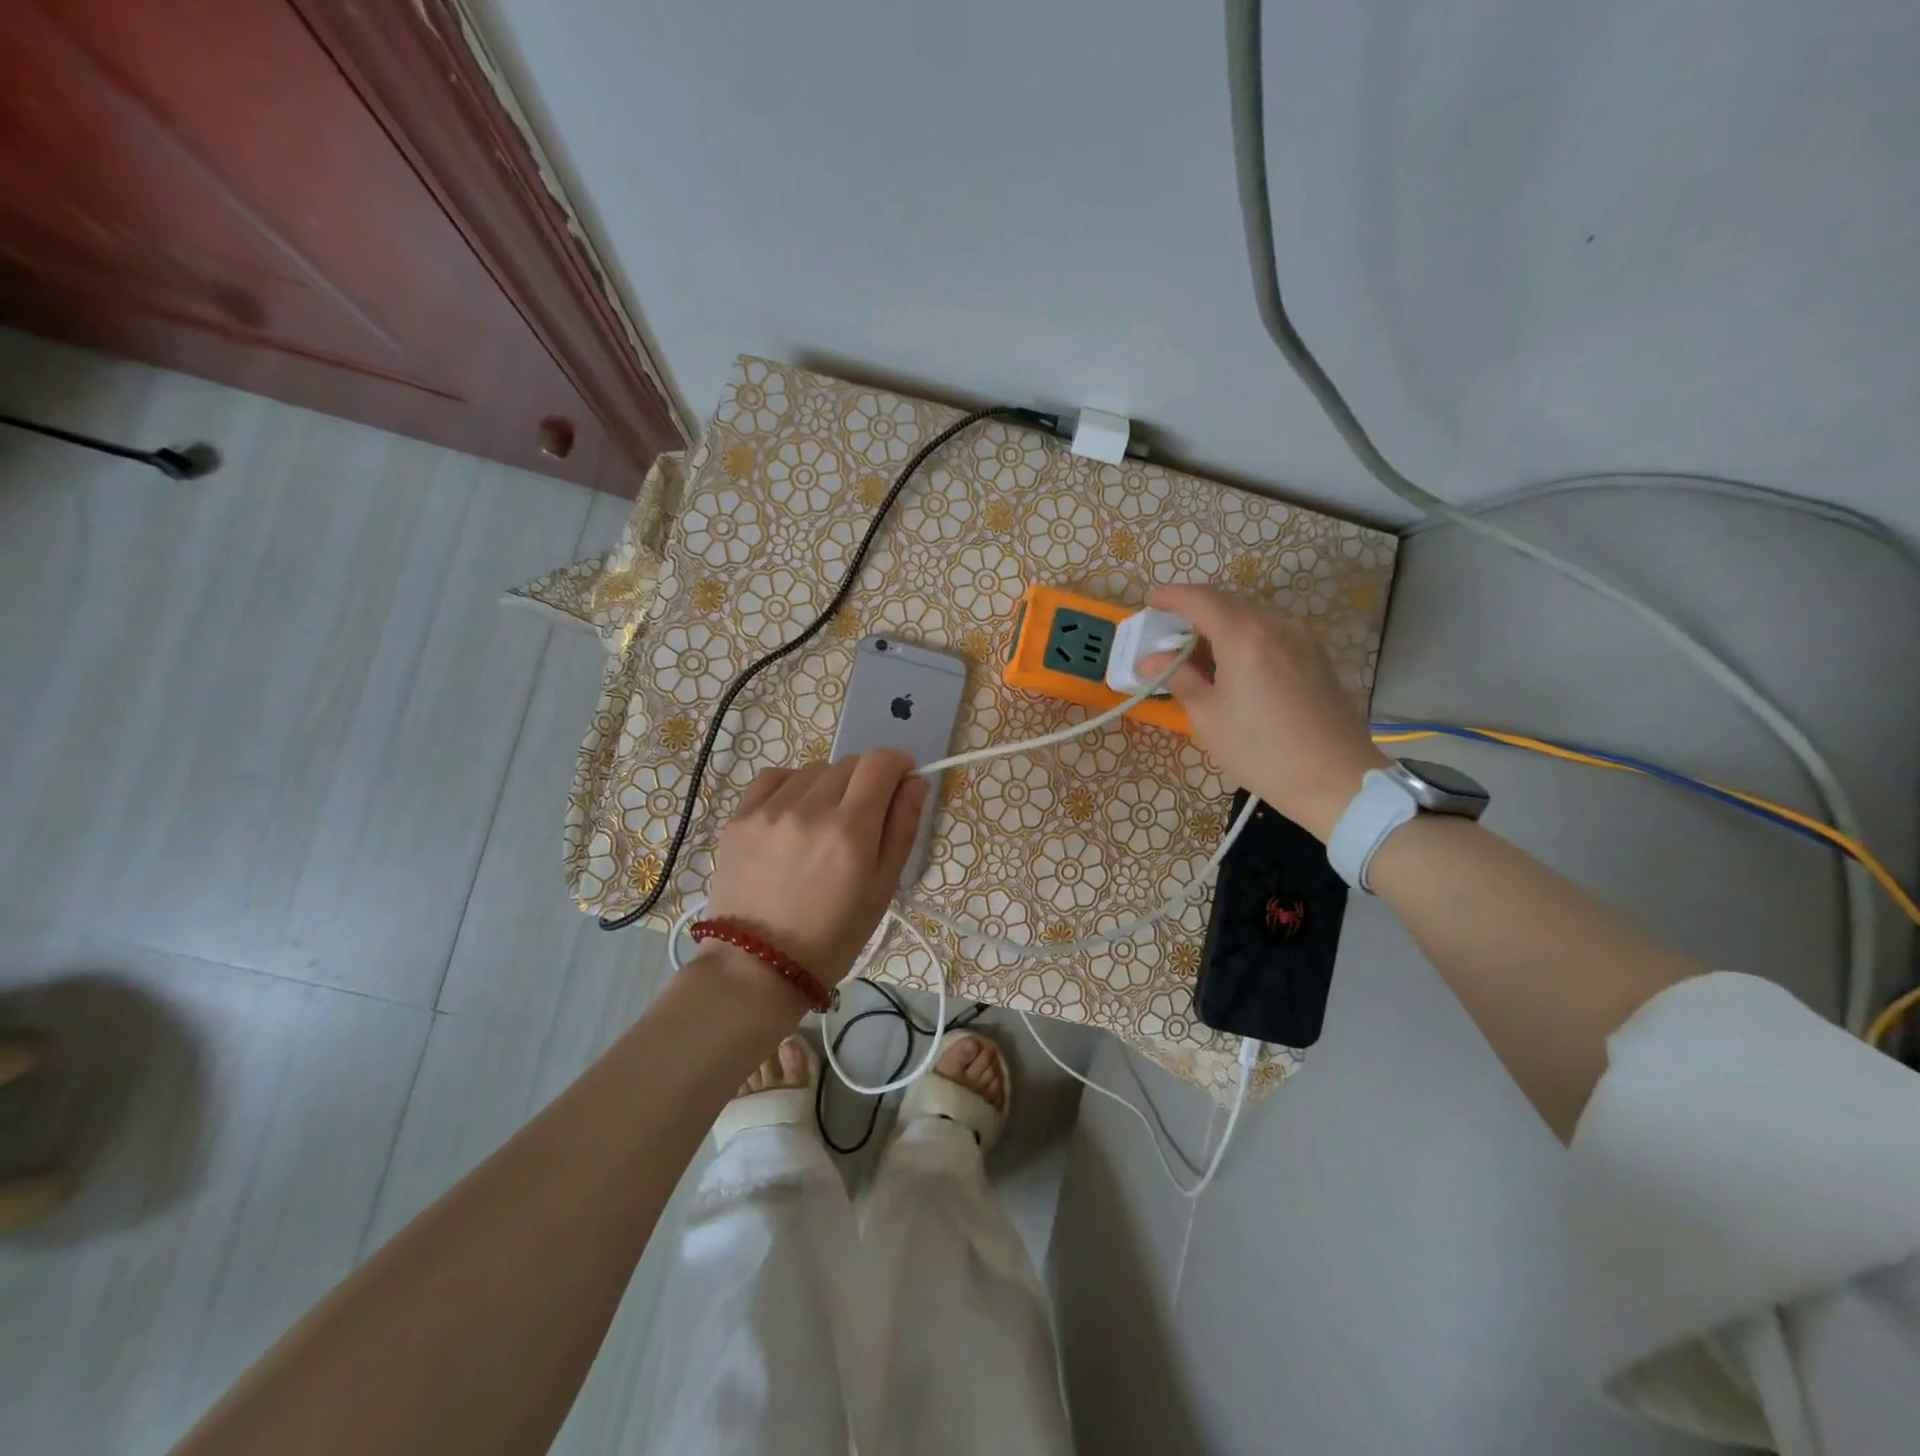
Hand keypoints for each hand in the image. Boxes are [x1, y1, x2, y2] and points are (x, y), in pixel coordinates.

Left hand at [704, 751, 929, 984]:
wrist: (758, 966)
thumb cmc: (833, 936)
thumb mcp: (882, 888)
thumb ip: (902, 828)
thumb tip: (915, 782)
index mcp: (851, 831)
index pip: (880, 763)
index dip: (898, 764)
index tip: (901, 781)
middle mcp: (810, 809)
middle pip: (849, 764)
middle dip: (867, 781)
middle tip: (864, 817)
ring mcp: (769, 810)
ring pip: (815, 770)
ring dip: (830, 785)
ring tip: (825, 822)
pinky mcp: (739, 817)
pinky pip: (776, 777)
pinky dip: (794, 785)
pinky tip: (795, 812)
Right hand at [1140, 585, 1388, 840]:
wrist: (1335, 778)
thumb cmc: (1261, 750)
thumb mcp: (1208, 716)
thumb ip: (1179, 678)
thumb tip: (1151, 661)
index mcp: (1244, 634)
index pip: (1199, 599)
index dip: (1170, 597)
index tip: (1150, 603)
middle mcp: (1275, 623)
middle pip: (1226, 601)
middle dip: (1194, 610)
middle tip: (1168, 634)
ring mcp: (1301, 636)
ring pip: (1251, 614)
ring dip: (1220, 623)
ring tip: (1197, 651)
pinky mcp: (1315, 653)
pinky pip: (1271, 630)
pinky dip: (1244, 635)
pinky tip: (1232, 662)